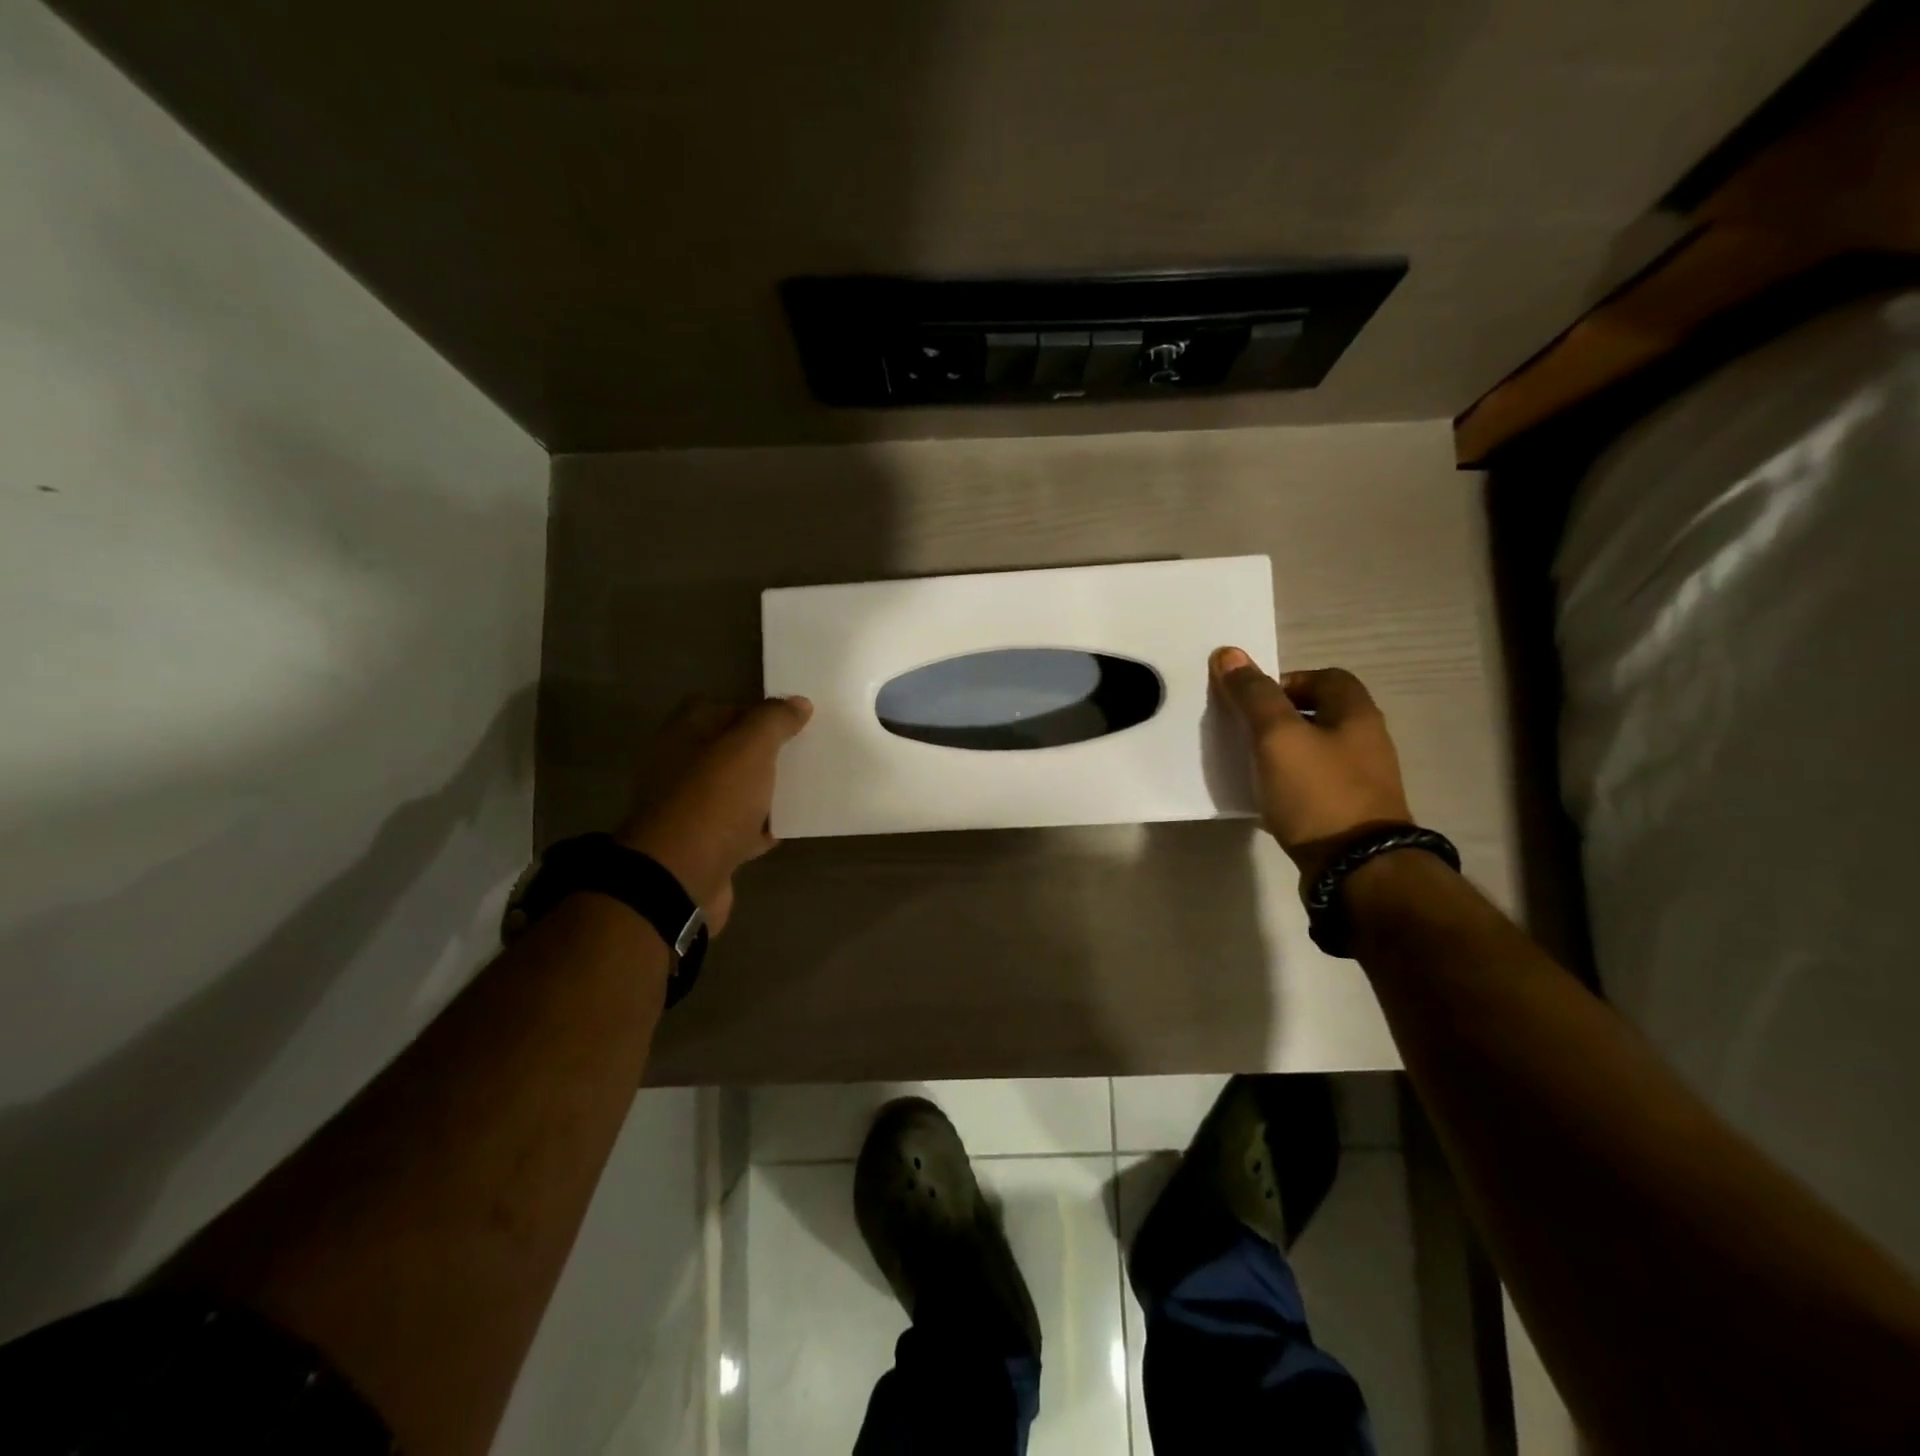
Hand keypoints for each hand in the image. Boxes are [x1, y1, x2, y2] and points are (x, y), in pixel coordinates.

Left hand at [616, 695, 812, 933]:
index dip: (755, 711)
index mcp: (683, 736)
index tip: (791, 722)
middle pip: (729, 752)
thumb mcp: (750, 747)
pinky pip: (738, 828)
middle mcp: (679, 769)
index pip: (720, 708)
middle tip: (802, 753)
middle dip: (764, 753)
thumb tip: (798, 703)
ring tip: (803, 787)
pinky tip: (787, 826)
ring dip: (764, 790)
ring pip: (735, 791)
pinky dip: (760, 827)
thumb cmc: (713, 800)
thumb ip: (774, 720)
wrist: (680, 878)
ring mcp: (689, 810)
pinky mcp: (703, 846)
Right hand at [1210, 647, 1411, 886]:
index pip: (1326, 677)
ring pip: (1317, 750)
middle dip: (1281, 718)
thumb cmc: (1317, 792)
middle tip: (1247, 733)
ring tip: (1252, 766)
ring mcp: (1363, 781)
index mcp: (1357, 714)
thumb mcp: (1277, 736)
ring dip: (1284, 752)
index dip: (1287, 681)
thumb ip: (1253, 695)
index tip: (1255, 703)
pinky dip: (1291, 784)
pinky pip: (1316, 784)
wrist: (1356, 867)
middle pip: (1320, 714)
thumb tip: (1229, 653)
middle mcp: (1367, 742)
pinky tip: (1269, 799)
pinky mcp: (1351, 813)